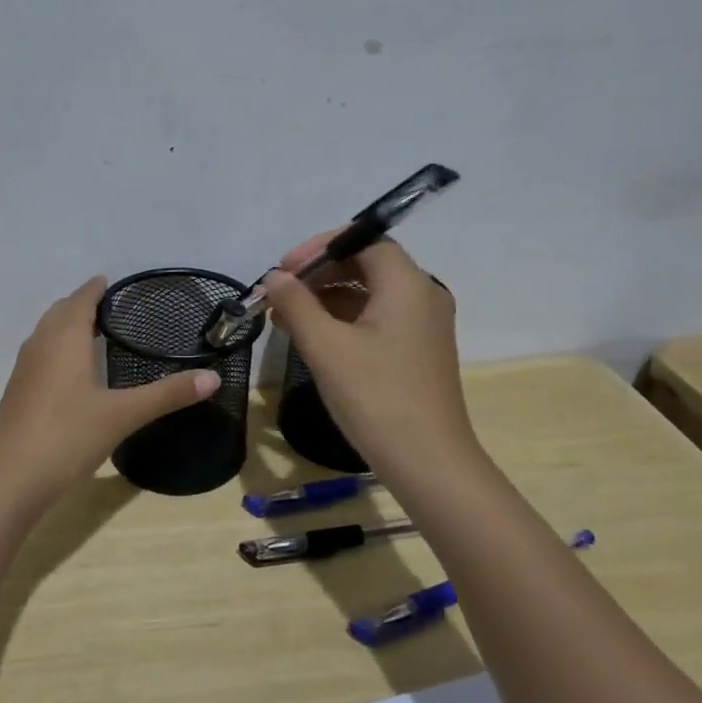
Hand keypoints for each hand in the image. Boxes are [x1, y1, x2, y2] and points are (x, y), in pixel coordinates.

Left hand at [0, 277, 219, 510]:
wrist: (7, 479)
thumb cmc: (67, 436)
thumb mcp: (123, 415)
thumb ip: (167, 394)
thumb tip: (214, 377)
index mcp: (65, 338)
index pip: (81, 299)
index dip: (96, 288)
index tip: (114, 282)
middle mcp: (40, 345)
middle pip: (60, 312)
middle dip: (81, 304)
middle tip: (111, 307)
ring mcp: (24, 370)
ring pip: (46, 334)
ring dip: (66, 326)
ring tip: (93, 333)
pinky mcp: (18, 394)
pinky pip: (40, 356)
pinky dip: (57, 350)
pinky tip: (71, 374)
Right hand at [262, 236, 481, 482]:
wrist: (427, 462)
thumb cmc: (376, 397)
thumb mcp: (326, 347)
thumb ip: (296, 304)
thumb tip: (273, 277)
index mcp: (407, 285)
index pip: (364, 240)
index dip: (320, 247)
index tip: (284, 269)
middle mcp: (422, 295)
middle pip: (367, 263)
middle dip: (319, 273)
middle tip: (280, 291)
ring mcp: (422, 325)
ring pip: (369, 293)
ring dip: (326, 297)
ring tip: (283, 315)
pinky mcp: (416, 350)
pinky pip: (376, 318)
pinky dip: (342, 319)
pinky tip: (309, 335)